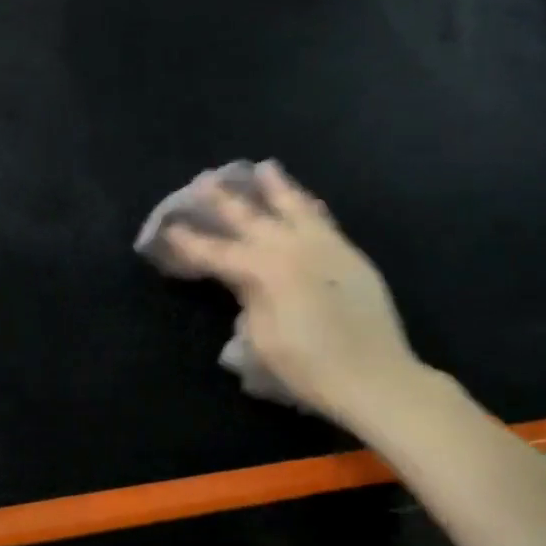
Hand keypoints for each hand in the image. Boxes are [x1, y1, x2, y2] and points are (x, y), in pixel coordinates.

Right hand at [164, 162, 426, 432]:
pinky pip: (323, 221)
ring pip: (294, 207)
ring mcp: (324, 247)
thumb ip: (248, 301)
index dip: (189, 242)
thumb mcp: (261, 340)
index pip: (216, 252)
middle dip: (224, 200)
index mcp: (264, 270)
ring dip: (275, 188)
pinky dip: (309, 207)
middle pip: (251, 218)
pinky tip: (306, 200)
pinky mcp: (349, 255)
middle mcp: (292, 248)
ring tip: (264, 167)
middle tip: (205, 180)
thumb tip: (244, 284)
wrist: (375, 377)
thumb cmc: (308, 367)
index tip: (169, 228)